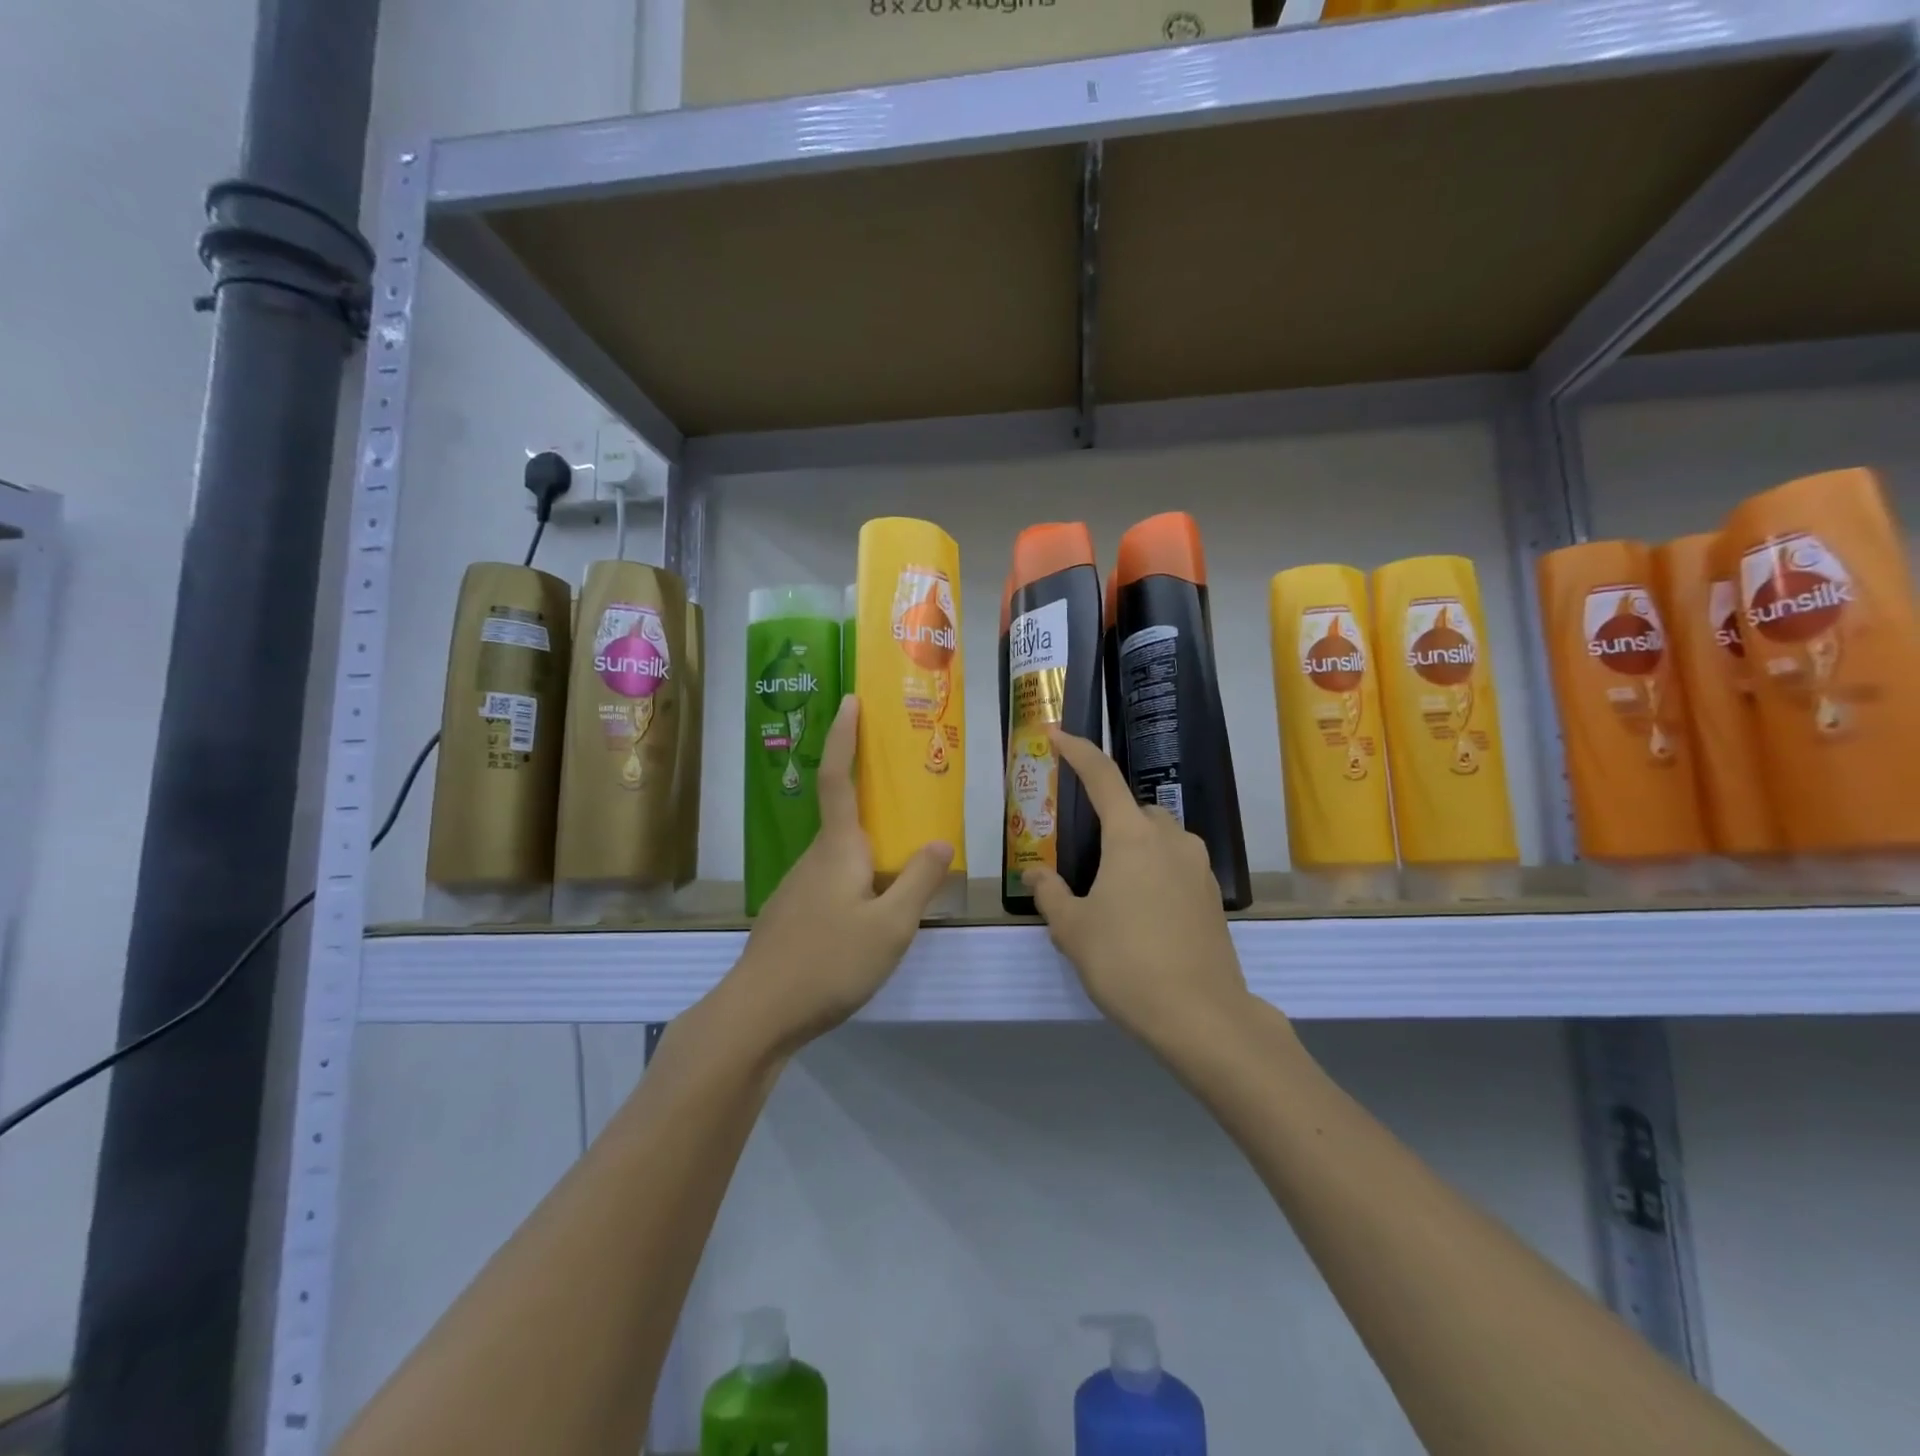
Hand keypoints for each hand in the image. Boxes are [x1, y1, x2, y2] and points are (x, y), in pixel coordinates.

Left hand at [726, 696, 953, 1054]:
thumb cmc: (828, 962)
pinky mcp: (791, 917)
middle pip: (843, 816)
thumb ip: (918, 882)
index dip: (844, 737)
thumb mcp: (891, 926)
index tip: (850, 700)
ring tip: (902, 862)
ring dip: (867, 847)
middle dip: (869, 796)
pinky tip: (872, 913)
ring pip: (840, 856)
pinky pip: (831, 882)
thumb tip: (940, 842)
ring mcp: (797, 889)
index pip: (840, 778)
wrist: (758, 1014)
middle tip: (908, 793)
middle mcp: (814, 859)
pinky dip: (856, 879)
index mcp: (838, 849)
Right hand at [1024, 729, 1249, 1047]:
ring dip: (1136, 846)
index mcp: (1132, 837)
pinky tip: (1142, 912)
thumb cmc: (1126, 962)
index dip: (1077, 751)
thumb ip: (1051, 895)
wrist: (1200, 1015)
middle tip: (1085, 853)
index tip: (1056, 733)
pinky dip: (1157, 872)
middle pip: (1136, 809)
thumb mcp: (1073, 930)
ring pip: (1162, 838)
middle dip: (1111, 817)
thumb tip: (1037, 875)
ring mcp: (1198, 867)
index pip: (1102, 777)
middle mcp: (1170, 840)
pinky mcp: (1213, 897)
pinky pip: (1178, 866)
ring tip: (1113, 888)